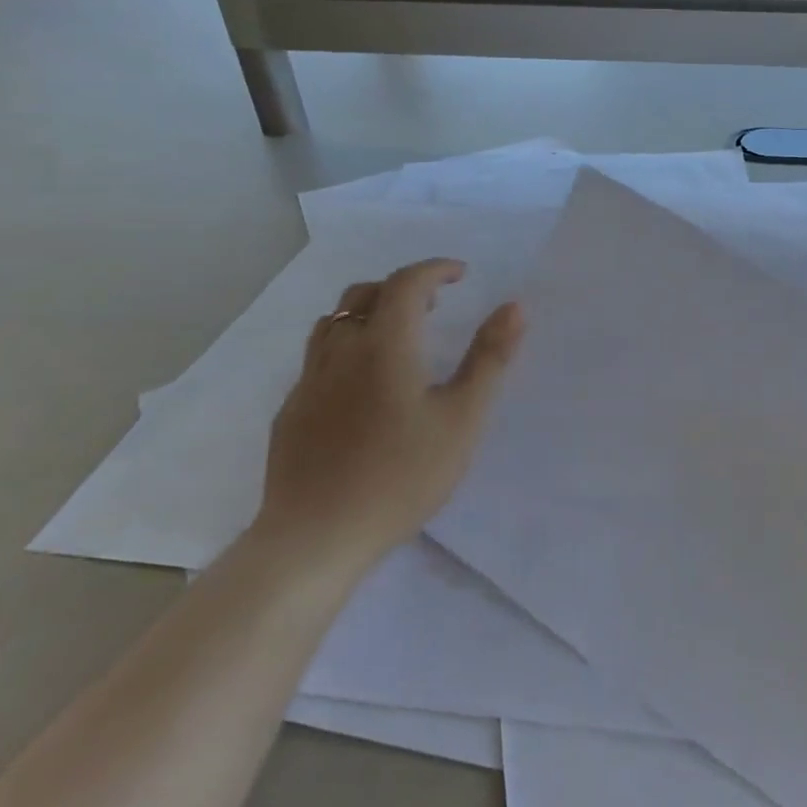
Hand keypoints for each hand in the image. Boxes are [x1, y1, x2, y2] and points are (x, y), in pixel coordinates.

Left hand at [253, 259, 523, 579]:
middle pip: (365, 294)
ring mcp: (309, 381)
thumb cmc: (402, 475)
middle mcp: (341, 351)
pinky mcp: (292, 411)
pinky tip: (362, 384)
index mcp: (385, 345)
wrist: (316, 537)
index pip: (407, 283)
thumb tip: (514, 306)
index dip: (436, 269)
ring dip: (369, 312)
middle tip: (434, 306)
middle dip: (403, 287)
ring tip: (397, 336)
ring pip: (335, 321)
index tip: (461, 274)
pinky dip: (346, 346)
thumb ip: (490, 358)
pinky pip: (318, 357)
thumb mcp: (463, 418)